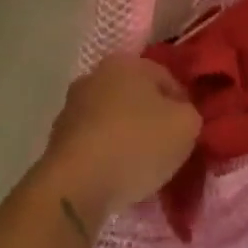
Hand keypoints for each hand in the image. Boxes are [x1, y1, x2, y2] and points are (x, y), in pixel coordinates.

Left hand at [36, 59, 201, 228]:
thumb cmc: (136, 144)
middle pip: (136, 97)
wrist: (76, 184)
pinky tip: (116, 178)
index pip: (167, 78)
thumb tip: (181, 116)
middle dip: (152, 120)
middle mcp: (95, 75)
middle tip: (167, 150)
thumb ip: (190, 114)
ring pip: (113, 119)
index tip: (189, 134)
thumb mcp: (186, 126)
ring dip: (127, 138)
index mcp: (127, 62)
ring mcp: (71, 107)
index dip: (183, 106)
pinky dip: (106, 156)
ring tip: (142, 170)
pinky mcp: (57, 139)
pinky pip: (94, 143)